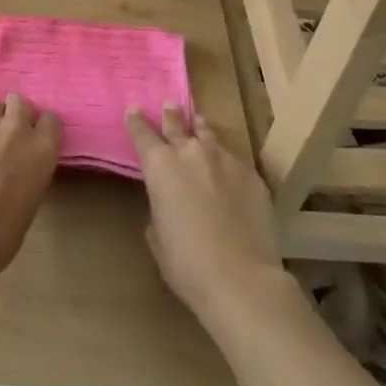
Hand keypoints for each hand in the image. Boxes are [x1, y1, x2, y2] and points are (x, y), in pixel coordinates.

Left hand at [0, 95, 60, 280]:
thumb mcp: (29, 202)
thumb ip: (29, 172)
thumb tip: (18, 168)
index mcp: (41, 150)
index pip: (51, 120)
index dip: (42, 127)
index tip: (35, 136)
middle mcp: (15, 129)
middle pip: (20, 102)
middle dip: (14, 113)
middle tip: (6, 135)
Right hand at [126, 105, 285, 326]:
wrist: (242, 280)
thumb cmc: (187, 264)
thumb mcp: (158, 237)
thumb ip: (159, 208)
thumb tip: (167, 203)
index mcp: (160, 166)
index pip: (142, 133)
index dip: (136, 121)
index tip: (133, 110)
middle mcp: (190, 153)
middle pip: (176, 124)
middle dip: (170, 115)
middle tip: (169, 106)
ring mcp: (224, 160)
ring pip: (208, 134)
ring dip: (200, 129)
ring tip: (199, 124)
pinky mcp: (251, 175)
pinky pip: (233, 159)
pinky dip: (225, 161)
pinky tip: (228, 172)